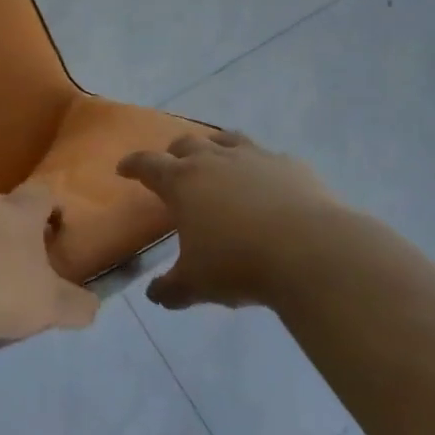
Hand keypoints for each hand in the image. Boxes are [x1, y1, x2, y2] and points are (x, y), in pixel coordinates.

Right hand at [118, 132, 342, 310]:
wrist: (310, 251)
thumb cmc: (239, 264)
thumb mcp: (196, 284)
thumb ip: (170, 289)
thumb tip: (155, 294)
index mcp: (183, 182)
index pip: (148, 165)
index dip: (133, 165)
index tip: (124, 168)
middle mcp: (215, 159)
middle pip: (186, 144)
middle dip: (173, 153)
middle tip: (171, 165)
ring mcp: (255, 157)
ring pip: (226, 139)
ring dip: (214, 146)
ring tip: (214, 157)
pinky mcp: (290, 164)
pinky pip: (267, 156)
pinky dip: (258, 165)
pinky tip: (265, 181)